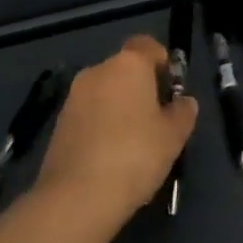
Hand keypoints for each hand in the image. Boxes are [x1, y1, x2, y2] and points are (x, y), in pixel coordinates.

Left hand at [34, 35, 197, 225]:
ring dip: (119, 108)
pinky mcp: (59, 123)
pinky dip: (101, 126)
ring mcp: (74, 97)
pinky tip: (110, 157)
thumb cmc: (135, 155)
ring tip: (134, 144)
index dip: (162, 63)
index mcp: (128, 64)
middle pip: (125, 69)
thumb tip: (184, 102)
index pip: (148, 45)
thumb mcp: (174, 136)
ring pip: (105, 92)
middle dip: (141, 88)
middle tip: (157, 120)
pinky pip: (89, 114)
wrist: (76, 198)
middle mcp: (98, 71)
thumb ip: (183, 112)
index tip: (172, 90)